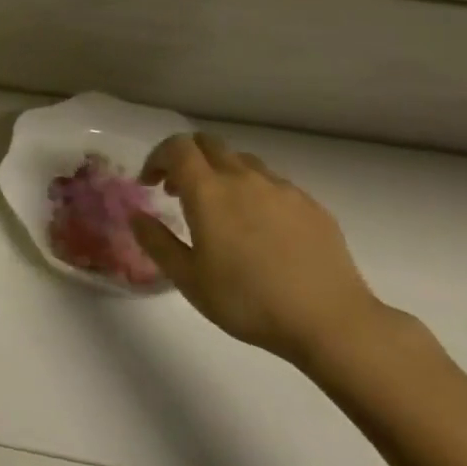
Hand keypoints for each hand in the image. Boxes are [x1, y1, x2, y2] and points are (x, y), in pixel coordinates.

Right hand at [132, 133, 387, 365]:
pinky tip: (260, 228)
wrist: (331, 322)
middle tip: (179, 192)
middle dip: (186, 159)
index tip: (150, 184)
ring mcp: (282, 188)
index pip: (177, 147)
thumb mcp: (188, 279)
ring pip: (242, 161)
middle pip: (209, 144)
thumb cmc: (248, 301)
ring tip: (220, 210)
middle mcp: (244, 178)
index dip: (157, 158)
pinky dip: (254, 191)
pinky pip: (273, 183)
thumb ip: (156, 242)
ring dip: (221, 173)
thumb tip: (135, 215)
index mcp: (209, 191)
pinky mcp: (311, 205)